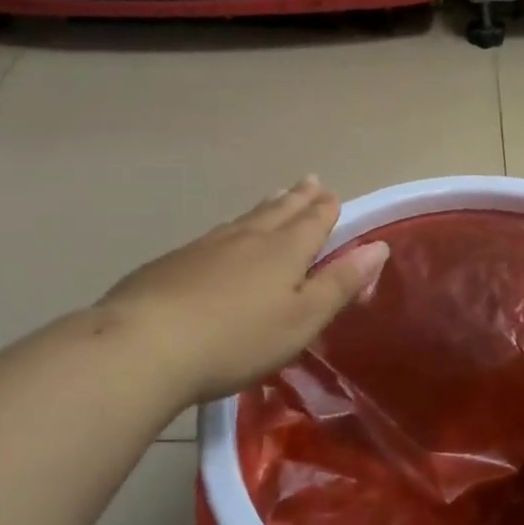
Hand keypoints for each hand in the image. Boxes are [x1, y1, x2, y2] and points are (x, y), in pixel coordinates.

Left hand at [89, 178, 388, 412]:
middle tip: (310, 180)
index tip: (333, 193)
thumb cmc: (237, 339)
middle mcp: (248, 238)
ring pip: (246, 218)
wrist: (145, 344)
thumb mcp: (302, 319)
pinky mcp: (174, 261)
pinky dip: (233, 226)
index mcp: (285, 250)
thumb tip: (378, 246)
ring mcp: (207, 246)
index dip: (326, 208)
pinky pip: (216, 234)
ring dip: (267, 206)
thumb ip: (340, 283)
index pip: (313, 220)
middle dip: (299, 197)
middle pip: (279, 210)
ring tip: (276, 196)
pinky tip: (224, 235)